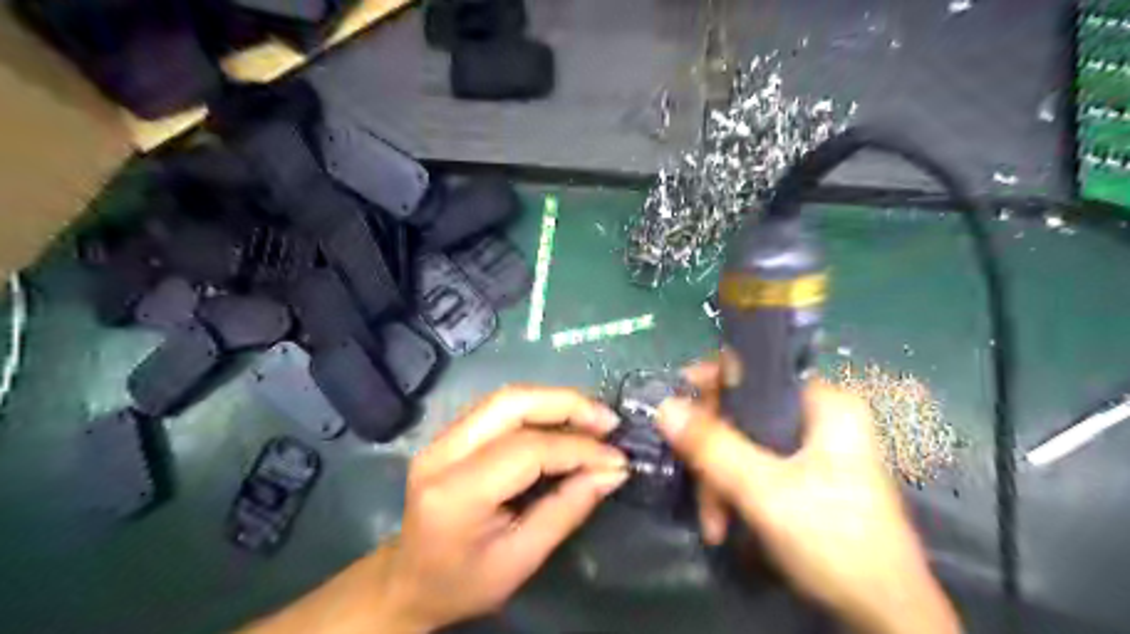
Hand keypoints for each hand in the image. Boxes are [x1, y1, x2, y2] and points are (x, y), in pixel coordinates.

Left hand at [378, 383, 625, 629]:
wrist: (408, 582)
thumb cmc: (464, 582)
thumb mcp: (522, 559)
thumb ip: (567, 508)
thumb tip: (613, 471)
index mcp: (456, 493)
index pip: (527, 450)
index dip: (577, 449)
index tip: (617, 458)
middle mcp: (442, 452)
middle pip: (511, 402)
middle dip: (567, 404)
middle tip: (608, 421)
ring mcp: (441, 437)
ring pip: (506, 397)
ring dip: (555, 402)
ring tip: (593, 420)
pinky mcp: (449, 434)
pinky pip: (500, 408)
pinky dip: (538, 409)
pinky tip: (564, 422)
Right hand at [658, 362, 955, 633]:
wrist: (883, 619)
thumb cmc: (834, 541)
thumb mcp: (764, 490)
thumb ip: (712, 445)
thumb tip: (664, 406)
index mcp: (824, 404)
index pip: (755, 371)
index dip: (712, 385)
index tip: (677, 411)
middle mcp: (818, 418)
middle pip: (742, 413)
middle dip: (712, 454)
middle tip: (698, 488)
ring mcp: (811, 450)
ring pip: (743, 445)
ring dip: (718, 483)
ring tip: (713, 525)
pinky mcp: (803, 478)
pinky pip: (752, 468)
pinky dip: (733, 494)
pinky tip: (724, 526)